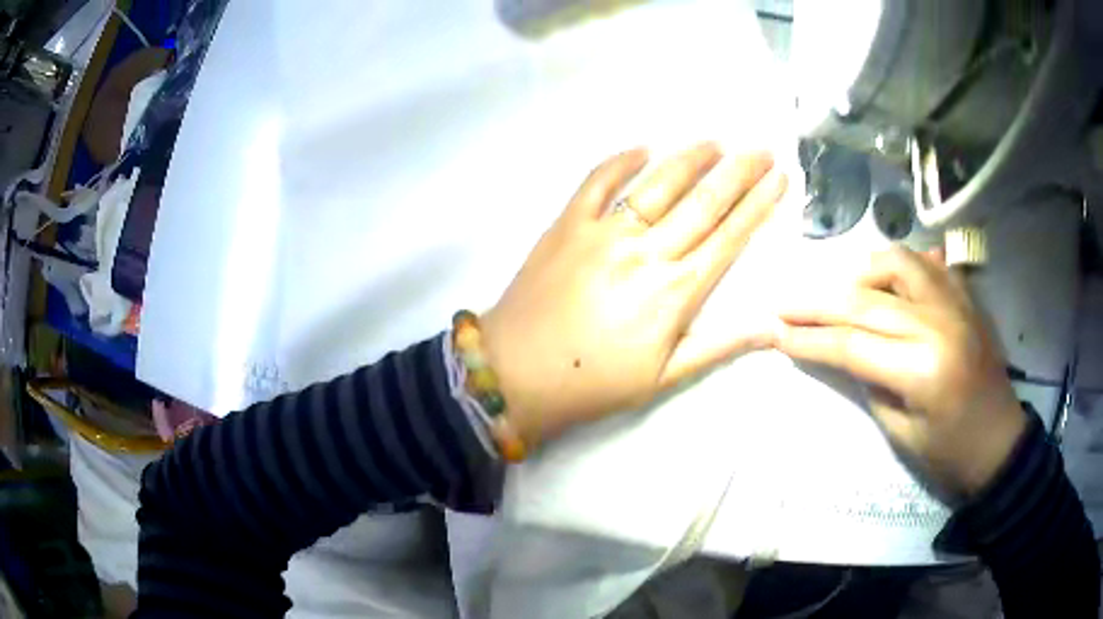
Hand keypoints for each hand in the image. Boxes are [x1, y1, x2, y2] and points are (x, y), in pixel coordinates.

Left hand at [481, 143, 787, 445]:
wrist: (515, 374)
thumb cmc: (593, 383)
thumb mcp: (664, 377)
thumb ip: (720, 345)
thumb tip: (774, 326)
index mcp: (675, 292)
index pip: (729, 236)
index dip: (759, 204)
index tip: (779, 179)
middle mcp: (646, 251)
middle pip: (704, 201)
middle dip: (739, 172)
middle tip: (761, 149)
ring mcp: (604, 232)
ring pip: (658, 183)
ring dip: (690, 158)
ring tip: (715, 142)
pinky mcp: (567, 224)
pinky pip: (597, 181)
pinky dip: (621, 161)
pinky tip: (643, 147)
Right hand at [773, 246, 1027, 497]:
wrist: (999, 441)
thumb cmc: (949, 452)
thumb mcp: (901, 431)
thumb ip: (872, 382)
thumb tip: (843, 350)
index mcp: (921, 368)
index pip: (851, 344)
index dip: (809, 338)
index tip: (775, 332)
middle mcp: (937, 323)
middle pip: (865, 300)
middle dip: (817, 303)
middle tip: (785, 304)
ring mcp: (955, 301)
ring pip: (897, 262)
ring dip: (862, 272)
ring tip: (845, 292)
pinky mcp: (966, 295)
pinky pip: (928, 263)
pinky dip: (903, 267)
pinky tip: (891, 282)